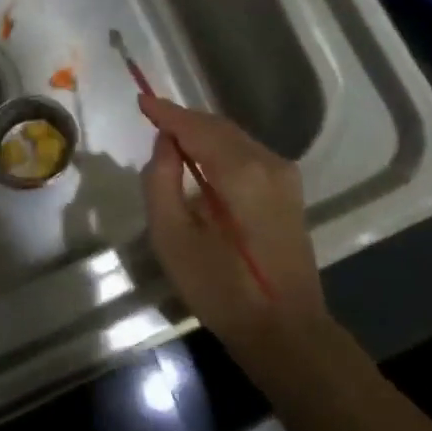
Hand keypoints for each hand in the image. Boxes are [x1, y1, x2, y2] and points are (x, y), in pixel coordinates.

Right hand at [139, 93, 326, 362]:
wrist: (285, 330)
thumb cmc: (221, 289)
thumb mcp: (172, 238)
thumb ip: (161, 182)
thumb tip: (166, 144)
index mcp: (240, 171)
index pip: (196, 127)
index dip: (167, 112)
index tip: (141, 100)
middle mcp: (268, 162)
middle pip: (219, 128)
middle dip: (185, 121)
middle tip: (153, 120)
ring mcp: (285, 176)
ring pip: (236, 139)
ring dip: (204, 135)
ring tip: (172, 140)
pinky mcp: (290, 192)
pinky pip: (249, 156)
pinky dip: (222, 150)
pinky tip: (203, 162)